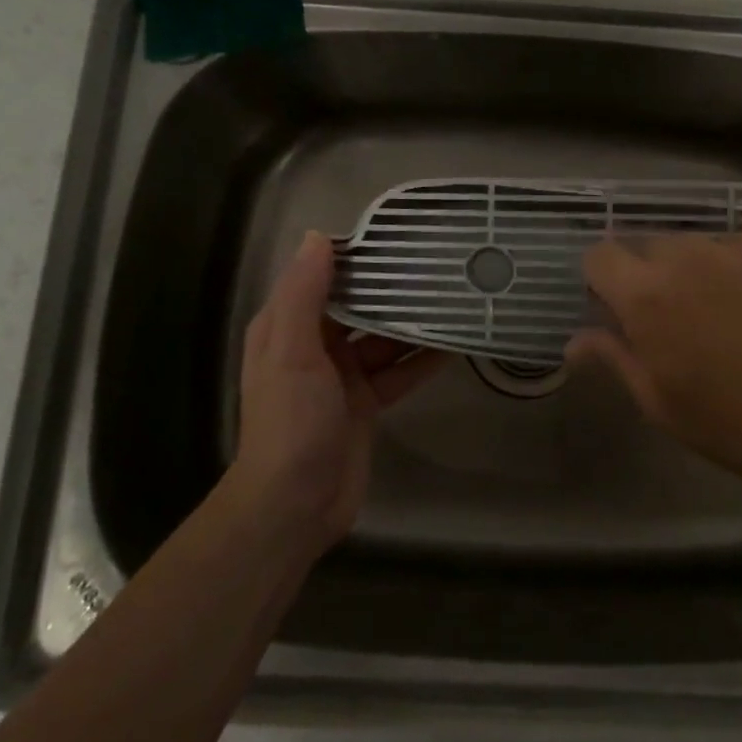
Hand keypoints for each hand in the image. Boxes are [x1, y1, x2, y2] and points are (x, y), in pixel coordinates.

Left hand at [235, 231, 446, 547]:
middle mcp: (313, 346)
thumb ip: (304, 294)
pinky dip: (422, 360)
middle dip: (391, 289)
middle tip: (437, 264)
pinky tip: (454, 345)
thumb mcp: (292, 351)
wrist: (295, 505)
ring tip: (453, 298)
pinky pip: (398, 372)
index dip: (354, 256)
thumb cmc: (291, 421)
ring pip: (383, 339)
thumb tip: (318, 236)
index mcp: (287, 327)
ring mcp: (341, 377)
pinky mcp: (365, 404)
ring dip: (412, 324)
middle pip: (357, 306)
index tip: (395, 235)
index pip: (322, 278)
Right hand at [565, 233, 741, 503]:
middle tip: (687, 316)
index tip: (620, 303)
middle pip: (655, 245)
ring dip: (710, 268)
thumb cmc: (736, 427)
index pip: (601, 254)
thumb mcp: (660, 403)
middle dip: (659, 274)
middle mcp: (691, 254)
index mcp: (648, 295)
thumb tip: (574, 341)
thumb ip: (614, 358)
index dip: (605, 277)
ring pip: (709, 243)